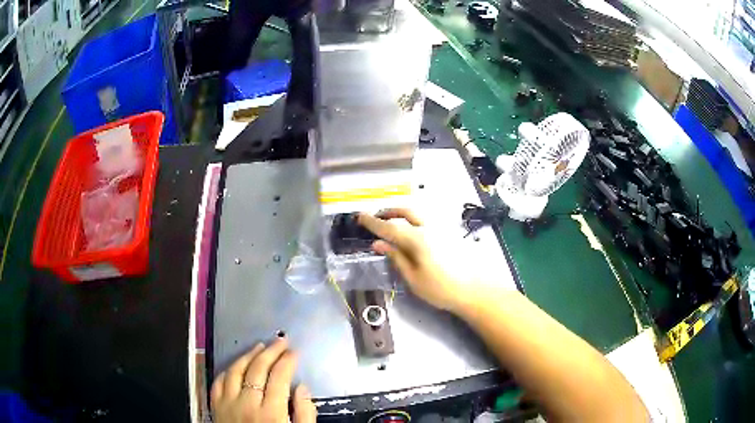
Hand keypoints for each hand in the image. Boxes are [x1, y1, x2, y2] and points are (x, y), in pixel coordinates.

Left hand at [211, 338, 316, 422]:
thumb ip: (304, 414)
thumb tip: (302, 387)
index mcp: (271, 413)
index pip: (279, 377)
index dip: (288, 361)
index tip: (294, 352)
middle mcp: (246, 403)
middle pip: (257, 369)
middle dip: (271, 351)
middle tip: (280, 341)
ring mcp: (227, 403)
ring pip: (235, 370)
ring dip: (248, 355)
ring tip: (259, 346)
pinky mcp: (215, 407)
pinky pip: (218, 382)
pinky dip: (228, 370)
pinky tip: (236, 365)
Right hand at [358, 209, 473, 311]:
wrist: (473, 290)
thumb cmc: (440, 288)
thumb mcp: (413, 277)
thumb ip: (396, 257)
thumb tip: (378, 244)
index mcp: (417, 239)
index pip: (389, 227)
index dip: (372, 222)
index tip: (359, 216)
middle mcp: (429, 227)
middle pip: (405, 211)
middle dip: (388, 212)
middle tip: (376, 219)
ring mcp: (441, 228)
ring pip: (417, 213)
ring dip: (401, 214)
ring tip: (391, 225)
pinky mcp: (448, 232)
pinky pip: (426, 220)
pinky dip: (412, 220)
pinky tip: (411, 232)